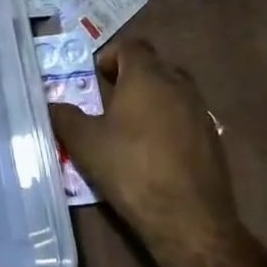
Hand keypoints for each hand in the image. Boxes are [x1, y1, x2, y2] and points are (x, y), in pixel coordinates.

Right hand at [49, 38, 237, 244]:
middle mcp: (178, 85)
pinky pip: (187, 117)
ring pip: (174, 91)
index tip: (96, 79)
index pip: (131, 46)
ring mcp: (201, 112)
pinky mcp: (214, 139)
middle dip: (132, 77)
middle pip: (155, 66)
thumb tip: (52, 104)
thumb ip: (65, 117)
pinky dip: (170, 124)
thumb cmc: (131, 170)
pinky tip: (155, 152)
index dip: (111, 56)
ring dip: (153, 100)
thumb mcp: (85, 143)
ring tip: (132, 128)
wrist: (190, 220)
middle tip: (110, 101)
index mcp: (147, 77)